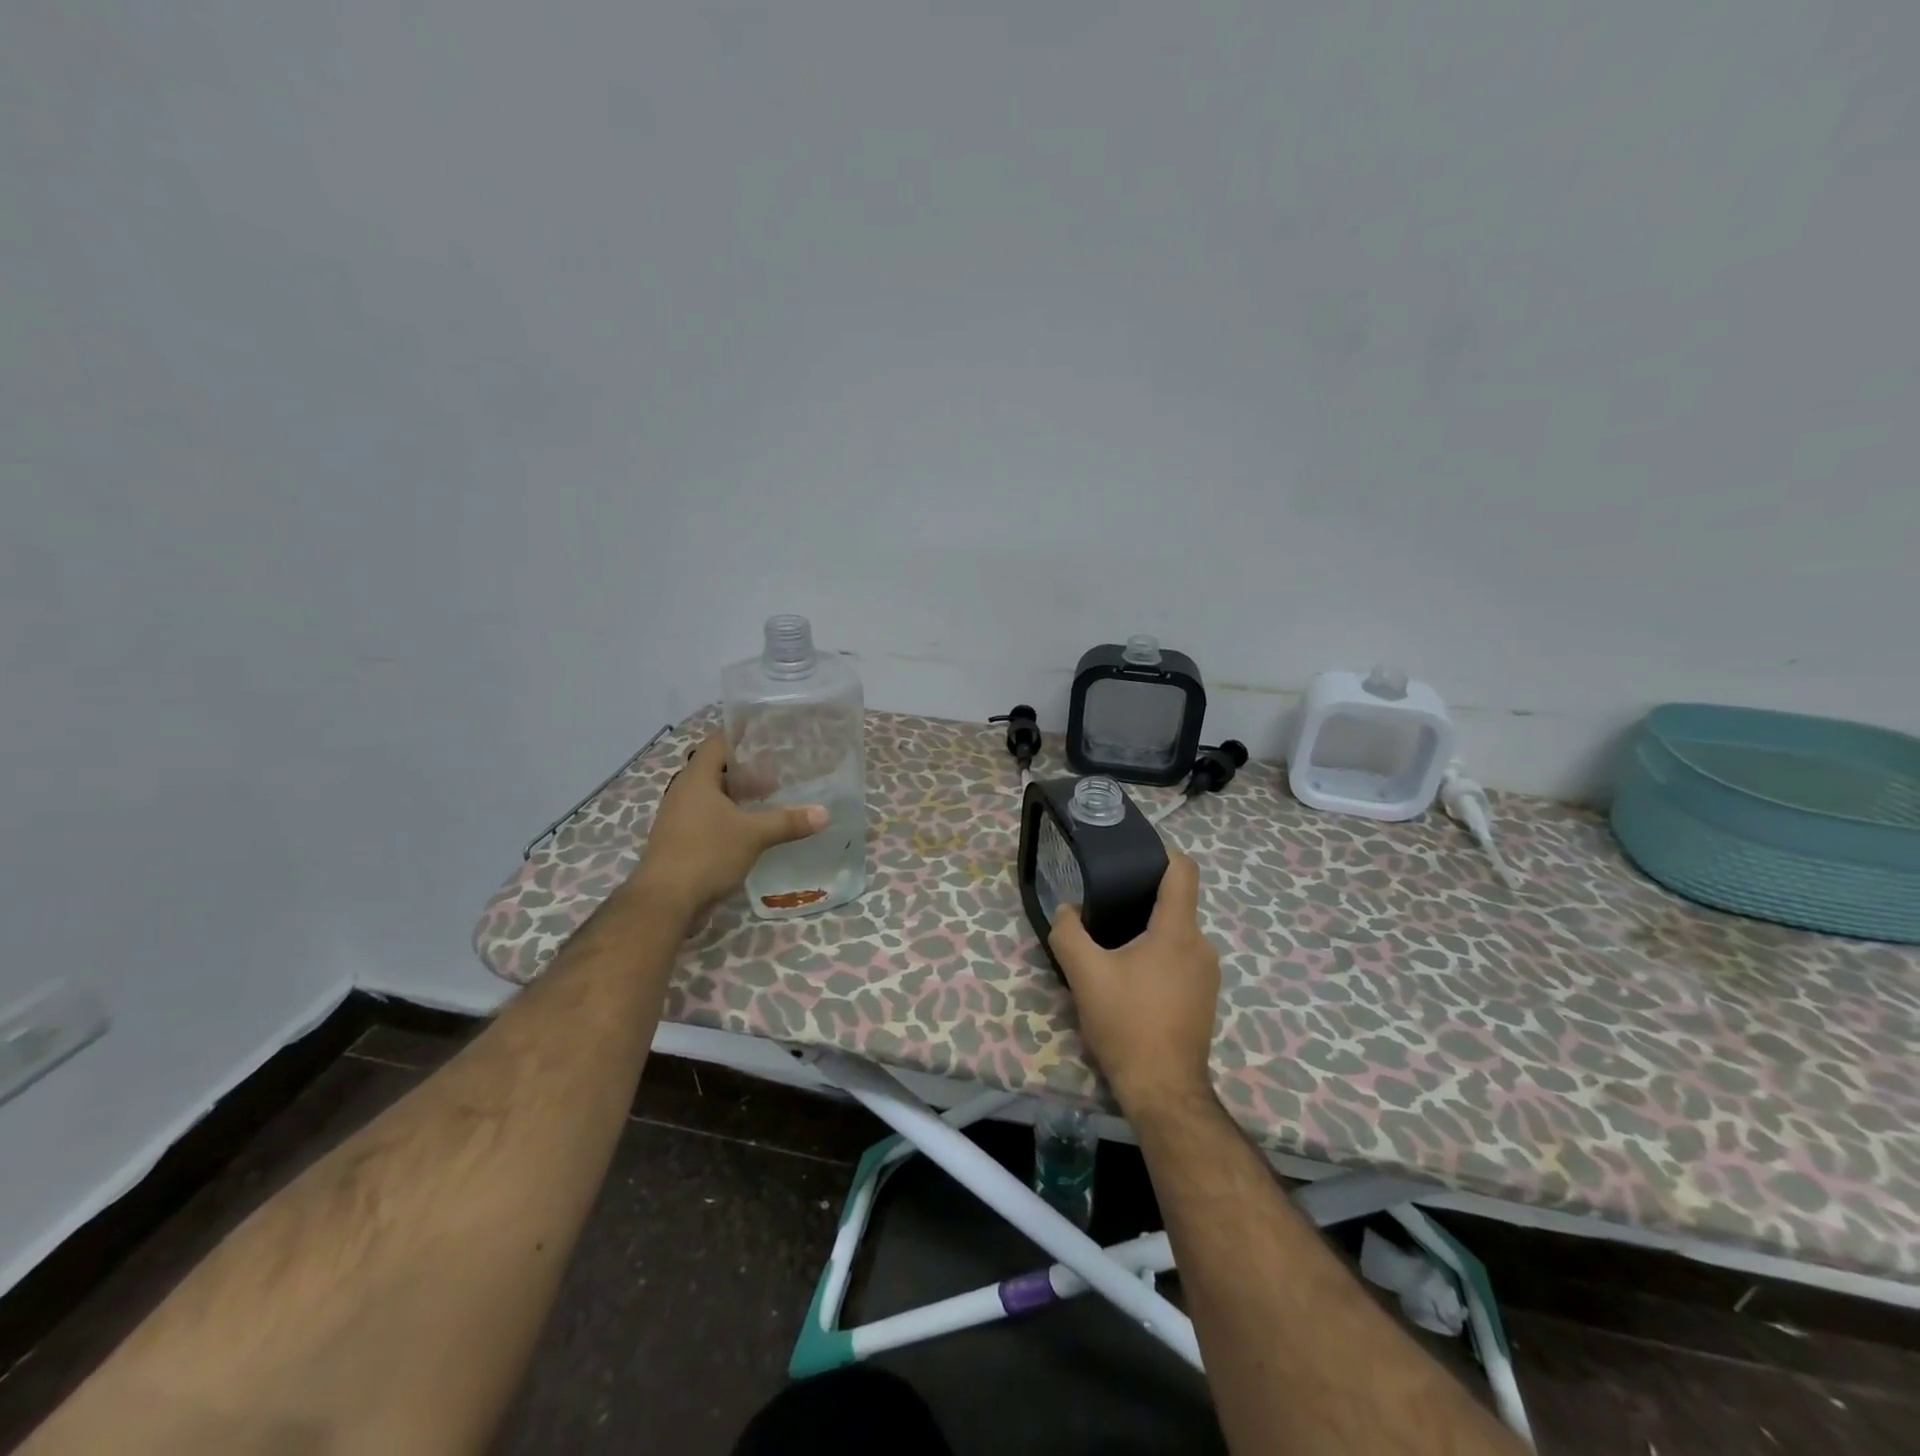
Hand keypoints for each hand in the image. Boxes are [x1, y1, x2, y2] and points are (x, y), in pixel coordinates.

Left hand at [628, 735, 826, 920]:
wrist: (665, 901)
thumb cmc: (706, 854)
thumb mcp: (754, 835)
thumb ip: (788, 822)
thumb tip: (824, 813)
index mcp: (696, 779)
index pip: (717, 743)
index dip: (740, 734)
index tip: (765, 731)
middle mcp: (683, 793)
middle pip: (716, 770)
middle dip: (746, 770)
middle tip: (777, 771)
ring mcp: (679, 818)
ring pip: (712, 796)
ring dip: (738, 796)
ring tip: (769, 798)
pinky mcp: (680, 841)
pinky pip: (708, 818)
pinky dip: (730, 817)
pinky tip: (752, 829)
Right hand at [1049, 852, 1219, 1111]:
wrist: (1164, 1091)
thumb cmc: (1127, 1024)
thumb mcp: (1085, 975)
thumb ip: (1068, 933)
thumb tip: (1066, 910)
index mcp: (1177, 930)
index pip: (1183, 870)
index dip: (1161, 853)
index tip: (1132, 855)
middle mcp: (1201, 945)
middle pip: (1176, 903)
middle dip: (1141, 900)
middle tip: (1105, 906)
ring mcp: (1208, 974)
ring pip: (1176, 935)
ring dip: (1148, 933)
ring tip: (1113, 946)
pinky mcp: (1205, 998)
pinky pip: (1181, 960)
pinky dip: (1158, 958)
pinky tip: (1131, 979)